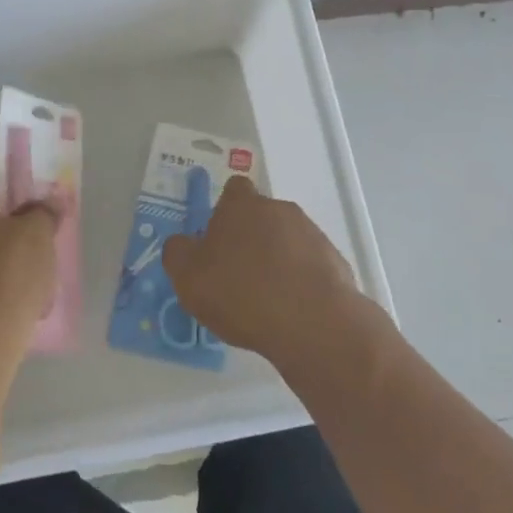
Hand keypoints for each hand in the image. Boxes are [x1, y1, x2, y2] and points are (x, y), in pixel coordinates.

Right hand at [161, 177, 367, 363]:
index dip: (223, 212)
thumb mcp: (188, 277)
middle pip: (261, 216)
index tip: (217, 240)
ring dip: (276, 260)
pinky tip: (291, 311)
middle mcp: (280, 209)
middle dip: (250, 239)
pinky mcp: (334, 261)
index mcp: (242, 205)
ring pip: (287, 240)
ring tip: (265, 300)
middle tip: (236, 275)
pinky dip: (299, 281)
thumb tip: (182, 243)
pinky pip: (309, 265)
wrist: (313, 323)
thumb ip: (178, 252)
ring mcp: (312, 233)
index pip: (233, 190)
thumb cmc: (241, 293)